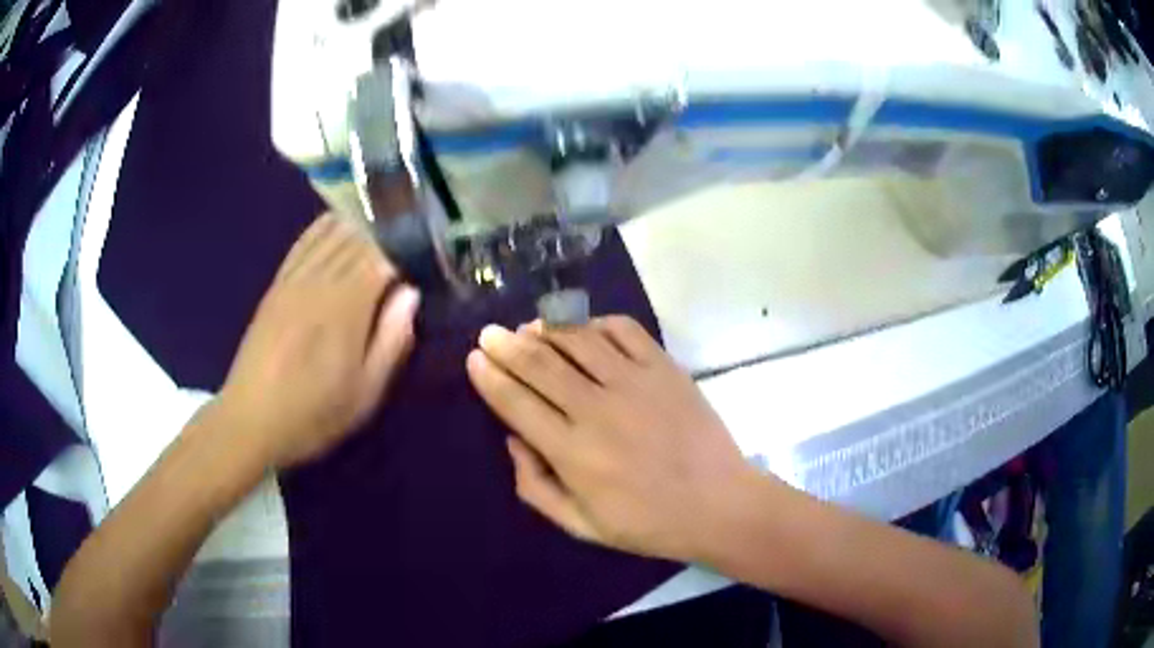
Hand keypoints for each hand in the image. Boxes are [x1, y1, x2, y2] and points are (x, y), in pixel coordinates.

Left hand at [219, 212, 419, 467]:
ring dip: (360, 227)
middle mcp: (320, 281)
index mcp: (346, 308)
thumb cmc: (313, 414)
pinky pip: (304, 241)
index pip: (383, 256)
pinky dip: (324, 227)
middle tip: (406, 246)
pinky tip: (337, 224)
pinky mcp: (277, 283)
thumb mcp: (365, 394)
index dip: (407, 251)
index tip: (423, 259)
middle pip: (359, 238)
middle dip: (387, 236)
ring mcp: (295, 278)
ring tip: (379, 233)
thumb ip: (392, 341)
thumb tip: (411, 294)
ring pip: (333, 233)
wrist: (251, 419)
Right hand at [466, 316, 761, 562]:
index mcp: (572, 452)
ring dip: (546, 329)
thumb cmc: (648, 522)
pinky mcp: (664, 367)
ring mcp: (634, 382)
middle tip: (489, 334)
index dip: (490, 377)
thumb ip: (536, 486)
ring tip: (529, 328)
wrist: (718, 503)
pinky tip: (583, 329)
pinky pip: (623, 330)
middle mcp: (596, 409)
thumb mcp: (581, 525)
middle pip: (539, 363)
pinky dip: (596, 322)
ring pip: (577, 340)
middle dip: (506, 345)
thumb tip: (513, 440)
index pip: (516, 403)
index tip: (475, 359)